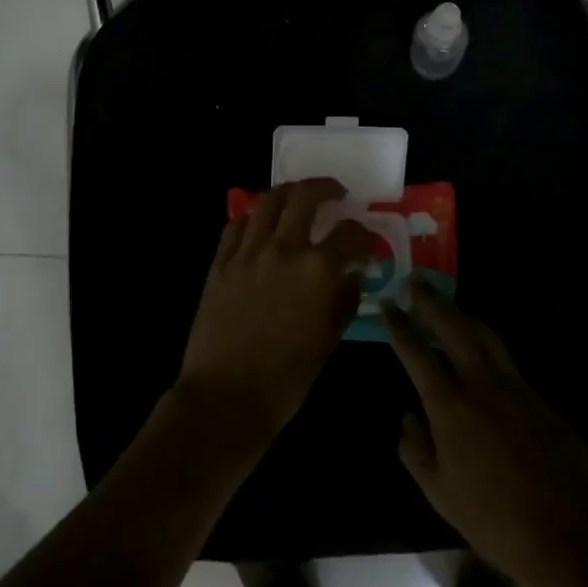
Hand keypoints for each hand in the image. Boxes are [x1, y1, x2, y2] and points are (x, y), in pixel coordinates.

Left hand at [176, 179, 372, 445]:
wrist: (225, 398)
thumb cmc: (286, 379)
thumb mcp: (328, 342)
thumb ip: (345, 301)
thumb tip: (353, 275)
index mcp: (317, 270)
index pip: (350, 233)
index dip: (364, 236)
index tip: (366, 245)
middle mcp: (284, 248)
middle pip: (305, 196)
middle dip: (326, 188)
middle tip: (336, 194)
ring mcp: (248, 251)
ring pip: (268, 200)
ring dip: (289, 193)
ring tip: (298, 198)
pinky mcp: (221, 262)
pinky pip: (238, 224)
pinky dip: (254, 217)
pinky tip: (261, 225)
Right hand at [385, 284, 587, 586]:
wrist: (568, 534)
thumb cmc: (494, 519)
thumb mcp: (439, 494)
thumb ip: (415, 450)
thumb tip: (408, 419)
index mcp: (449, 405)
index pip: (416, 353)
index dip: (400, 326)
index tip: (389, 306)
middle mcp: (480, 383)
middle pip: (452, 327)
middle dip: (431, 302)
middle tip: (416, 282)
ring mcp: (515, 386)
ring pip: (484, 334)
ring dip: (462, 315)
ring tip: (448, 307)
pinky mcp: (540, 396)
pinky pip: (507, 360)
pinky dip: (488, 347)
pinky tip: (483, 354)